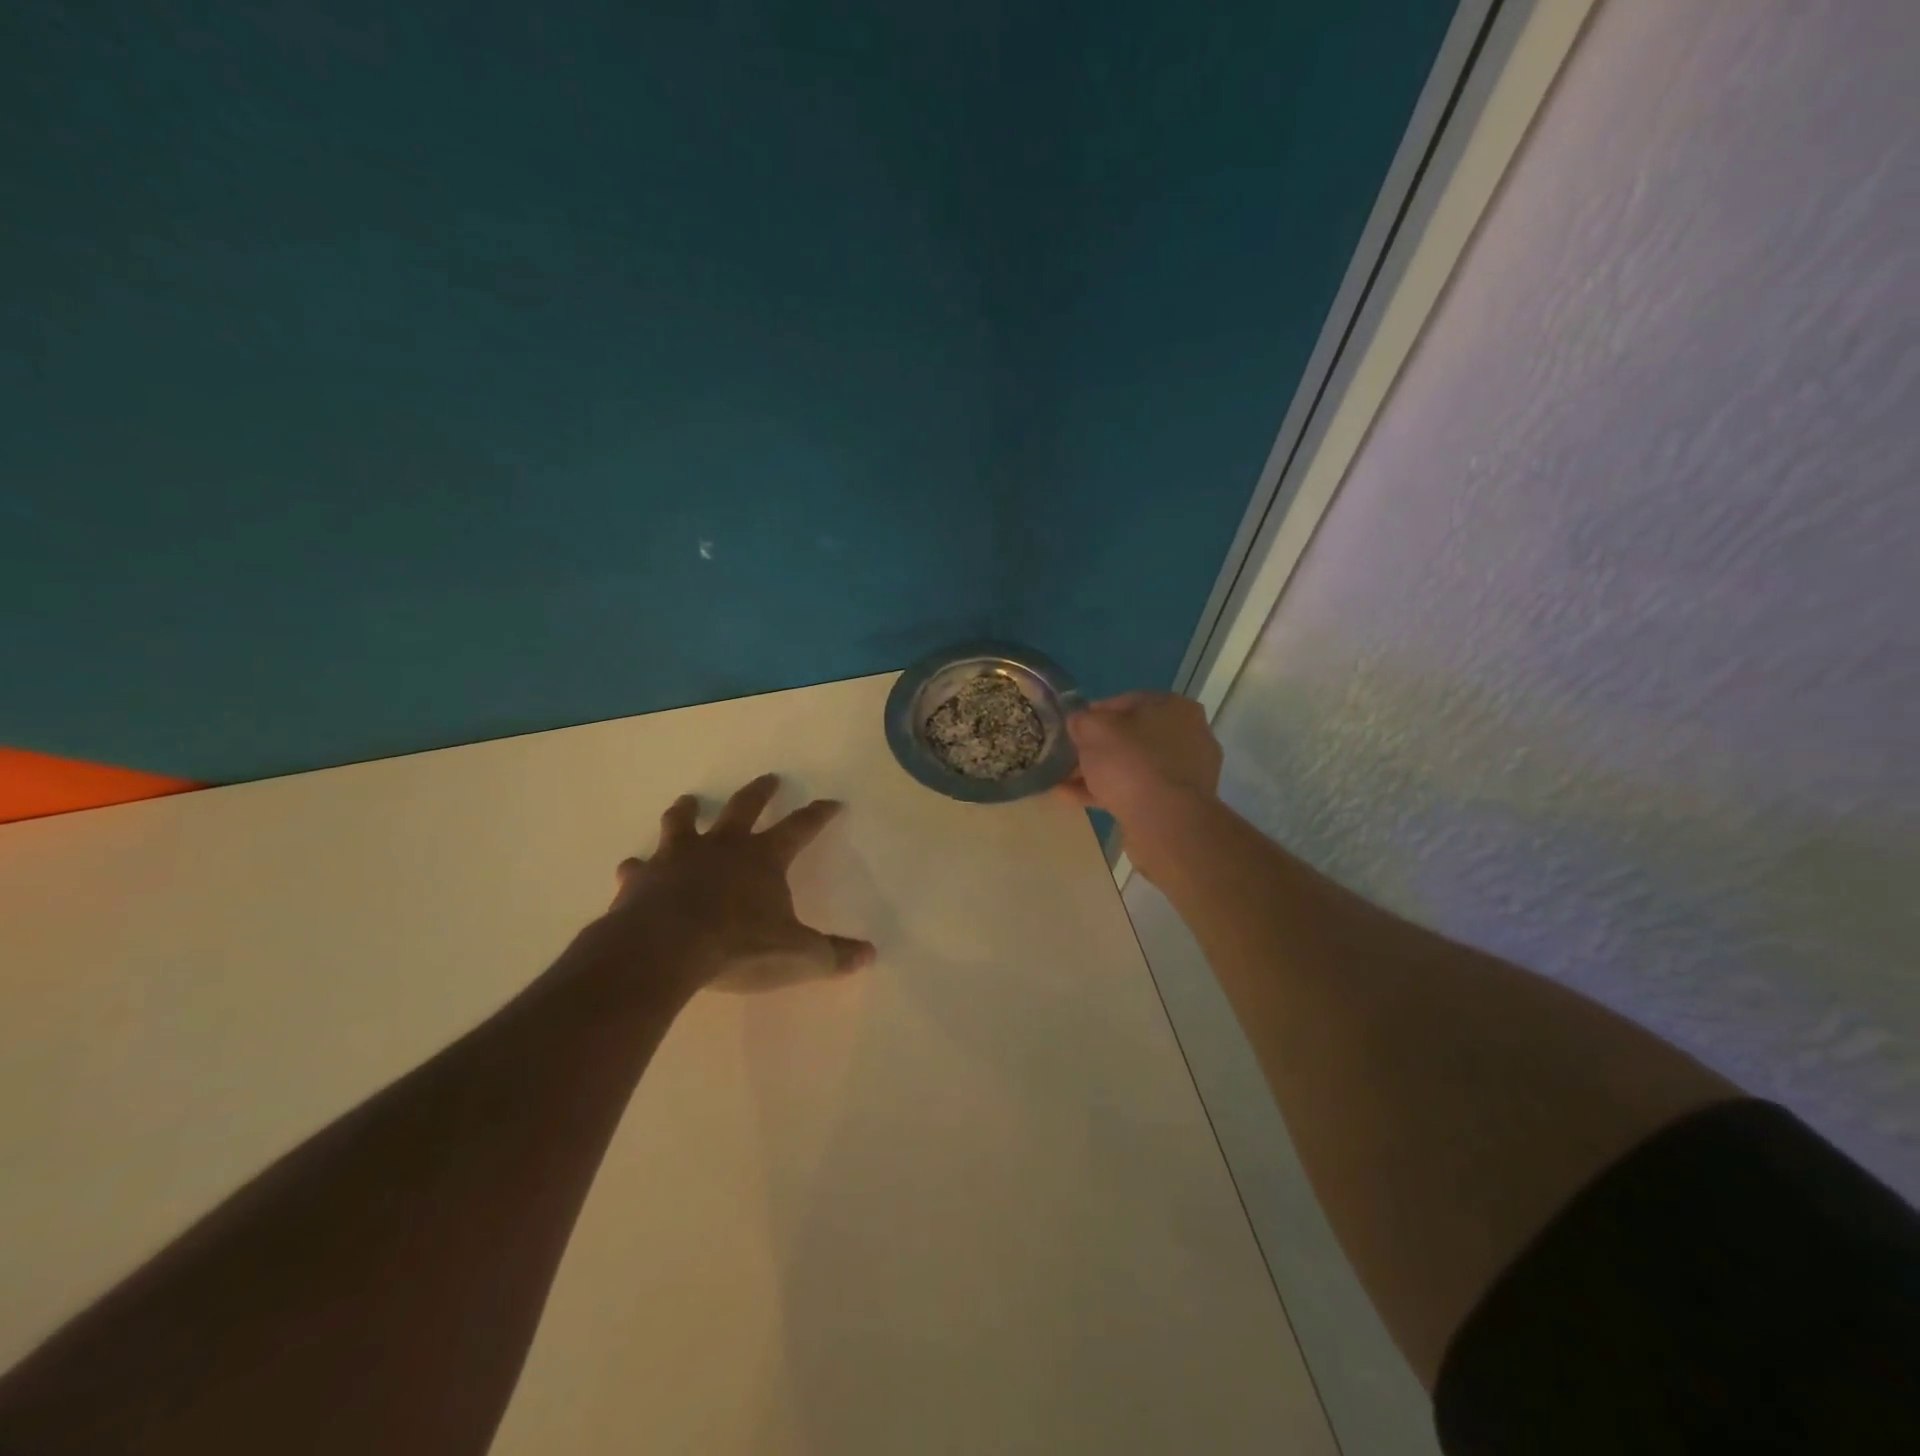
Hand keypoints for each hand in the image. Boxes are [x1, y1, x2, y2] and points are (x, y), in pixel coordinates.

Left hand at [603, 774, 875, 995]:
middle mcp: (722, 847)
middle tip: (769, 779)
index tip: (831, 802)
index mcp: (763, 858)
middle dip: (760, 793)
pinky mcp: (642, 879)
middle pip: (744, 808)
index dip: (818, 815)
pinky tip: (632, 868)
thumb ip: (831, 955)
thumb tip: (869, 955)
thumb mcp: (795, 955)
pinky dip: (638, 867)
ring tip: (690, 801)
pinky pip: (639, 868)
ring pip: (684, 823)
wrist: (663, 951)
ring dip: (688, 811)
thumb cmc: (736, 947)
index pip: (800, 828)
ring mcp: (677, 858)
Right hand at [1058, 693, 1222, 879]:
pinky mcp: (1179, 803)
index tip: (1072, 729)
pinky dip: (1110, 792)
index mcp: (1174, 706)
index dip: (1093, 715)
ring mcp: (1187, 771)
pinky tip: (1077, 800)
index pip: (1125, 702)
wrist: (1166, 822)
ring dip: (1100, 773)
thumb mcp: (1093, 731)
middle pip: (1131, 737)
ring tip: (1065, 784)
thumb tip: (1078, 722)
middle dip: (1096, 749)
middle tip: (1068, 759)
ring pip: (1133, 766)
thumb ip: (1082, 721)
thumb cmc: (1131, 763)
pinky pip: (1139, 790)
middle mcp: (1188, 734)